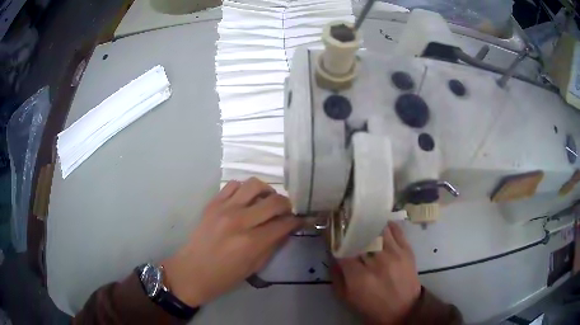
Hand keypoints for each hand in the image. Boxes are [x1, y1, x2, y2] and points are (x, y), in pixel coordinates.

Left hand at [162, 178, 301, 306]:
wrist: (192, 271)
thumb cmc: (225, 276)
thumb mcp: (254, 267)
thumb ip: (273, 245)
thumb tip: (287, 229)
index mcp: (252, 242)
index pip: (283, 223)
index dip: (296, 221)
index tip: (300, 220)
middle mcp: (240, 221)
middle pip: (274, 201)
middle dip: (286, 205)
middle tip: (286, 211)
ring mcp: (224, 209)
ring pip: (254, 185)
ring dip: (266, 191)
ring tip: (266, 201)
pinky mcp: (213, 203)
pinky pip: (233, 185)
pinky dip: (244, 189)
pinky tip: (246, 200)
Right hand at [332, 222, 420, 324]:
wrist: (404, 310)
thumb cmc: (372, 307)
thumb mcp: (347, 298)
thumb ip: (337, 277)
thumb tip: (333, 257)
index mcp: (359, 277)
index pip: (342, 250)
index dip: (334, 240)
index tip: (330, 234)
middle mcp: (377, 262)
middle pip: (360, 236)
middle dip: (350, 228)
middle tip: (345, 223)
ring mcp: (394, 254)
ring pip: (378, 229)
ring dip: (369, 224)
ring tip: (363, 221)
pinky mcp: (407, 251)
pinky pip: (396, 230)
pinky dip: (387, 225)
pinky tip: (380, 224)